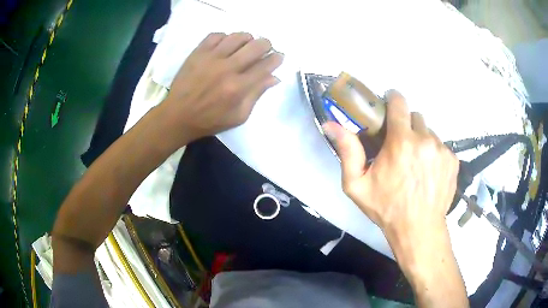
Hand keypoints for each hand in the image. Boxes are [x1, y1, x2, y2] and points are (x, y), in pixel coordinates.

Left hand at [161, 32, 283, 142]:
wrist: (177, 115)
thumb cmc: (210, 120)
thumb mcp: (238, 116)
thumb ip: (256, 95)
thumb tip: (274, 77)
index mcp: (238, 87)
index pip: (266, 65)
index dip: (276, 58)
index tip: (279, 56)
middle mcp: (227, 68)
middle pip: (256, 46)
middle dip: (267, 45)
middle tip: (265, 49)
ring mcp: (211, 57)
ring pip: (238, 36)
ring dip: (248, 39)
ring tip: (245, 46)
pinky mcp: (198, 52)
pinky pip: (216, 35)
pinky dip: (225, 37)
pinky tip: (225, 46)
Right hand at [322, 90, 458, 240]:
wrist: (418, 229)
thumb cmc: (386, 208)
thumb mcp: (357, 185)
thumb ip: (347, 151)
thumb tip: (331, 124)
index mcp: (401, 141)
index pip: (399, 103)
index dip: (393, 99)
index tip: (389, 104)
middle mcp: (425, 139)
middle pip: (416, 117)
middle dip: (407, 126)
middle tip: (401, 146)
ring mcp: (442, 150)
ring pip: (430, 133)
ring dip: (422, 141)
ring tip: (416, 164)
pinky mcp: (453, 160)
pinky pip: (442, 147)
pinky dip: (434, 154)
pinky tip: (429, 173)